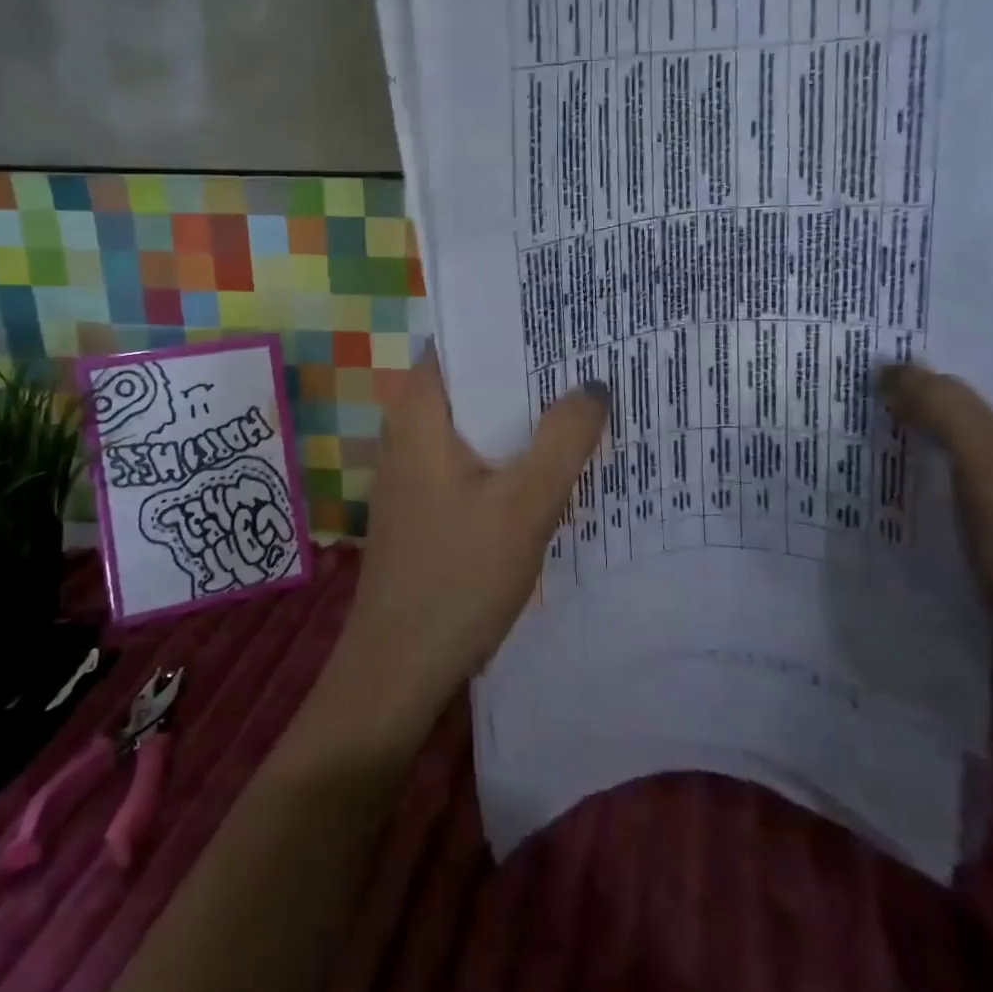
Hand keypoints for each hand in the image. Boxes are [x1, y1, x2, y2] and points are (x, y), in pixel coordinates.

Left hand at [325, 347, 607, 741]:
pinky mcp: (428, 502)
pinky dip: (511, 451)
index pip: (463, 340)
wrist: (399, 670)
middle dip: (530, 371)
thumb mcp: (524, 504)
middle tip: (593, 358)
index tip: (566, 321)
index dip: (513, 326)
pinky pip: (476, 457)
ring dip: (525, 415)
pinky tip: (555, 462)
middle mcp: (409, 429)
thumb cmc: (457, 577)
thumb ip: (563, 438)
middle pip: (475, 380)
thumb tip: (594, 385)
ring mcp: (416, 468)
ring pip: (479, 422)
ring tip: (586, 401)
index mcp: (419, 411)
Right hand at [879, 269, 992, 697]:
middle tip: (872, 300)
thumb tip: (890, 367)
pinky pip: (958, 437)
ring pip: (974, 394)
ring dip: (928, 374)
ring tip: (861, 349)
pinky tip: (876, 417)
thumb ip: (947, 410)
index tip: (928, 255)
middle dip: (942, 322)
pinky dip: (924, 420)